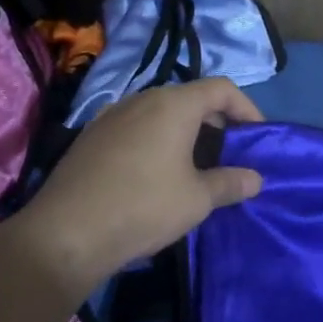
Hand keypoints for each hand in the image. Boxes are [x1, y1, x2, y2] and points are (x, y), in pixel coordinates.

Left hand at [7, 78, 264, 294]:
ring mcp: (111, 116)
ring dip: (184, 131)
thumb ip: (230, 183)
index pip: (221, 88)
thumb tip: (255, 179)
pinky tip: (155, 173)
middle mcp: (141, 99)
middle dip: (216, 121)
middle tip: (229, 153)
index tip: (257, 137)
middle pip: (189, 97)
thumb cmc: (143, 207)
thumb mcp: (197, 200)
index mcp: (173, 105)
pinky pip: (135, 127)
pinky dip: (156, 140)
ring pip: (159, 112)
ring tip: (195, 165)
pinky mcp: (90, 136)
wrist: (66, 233)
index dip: (246, 108)